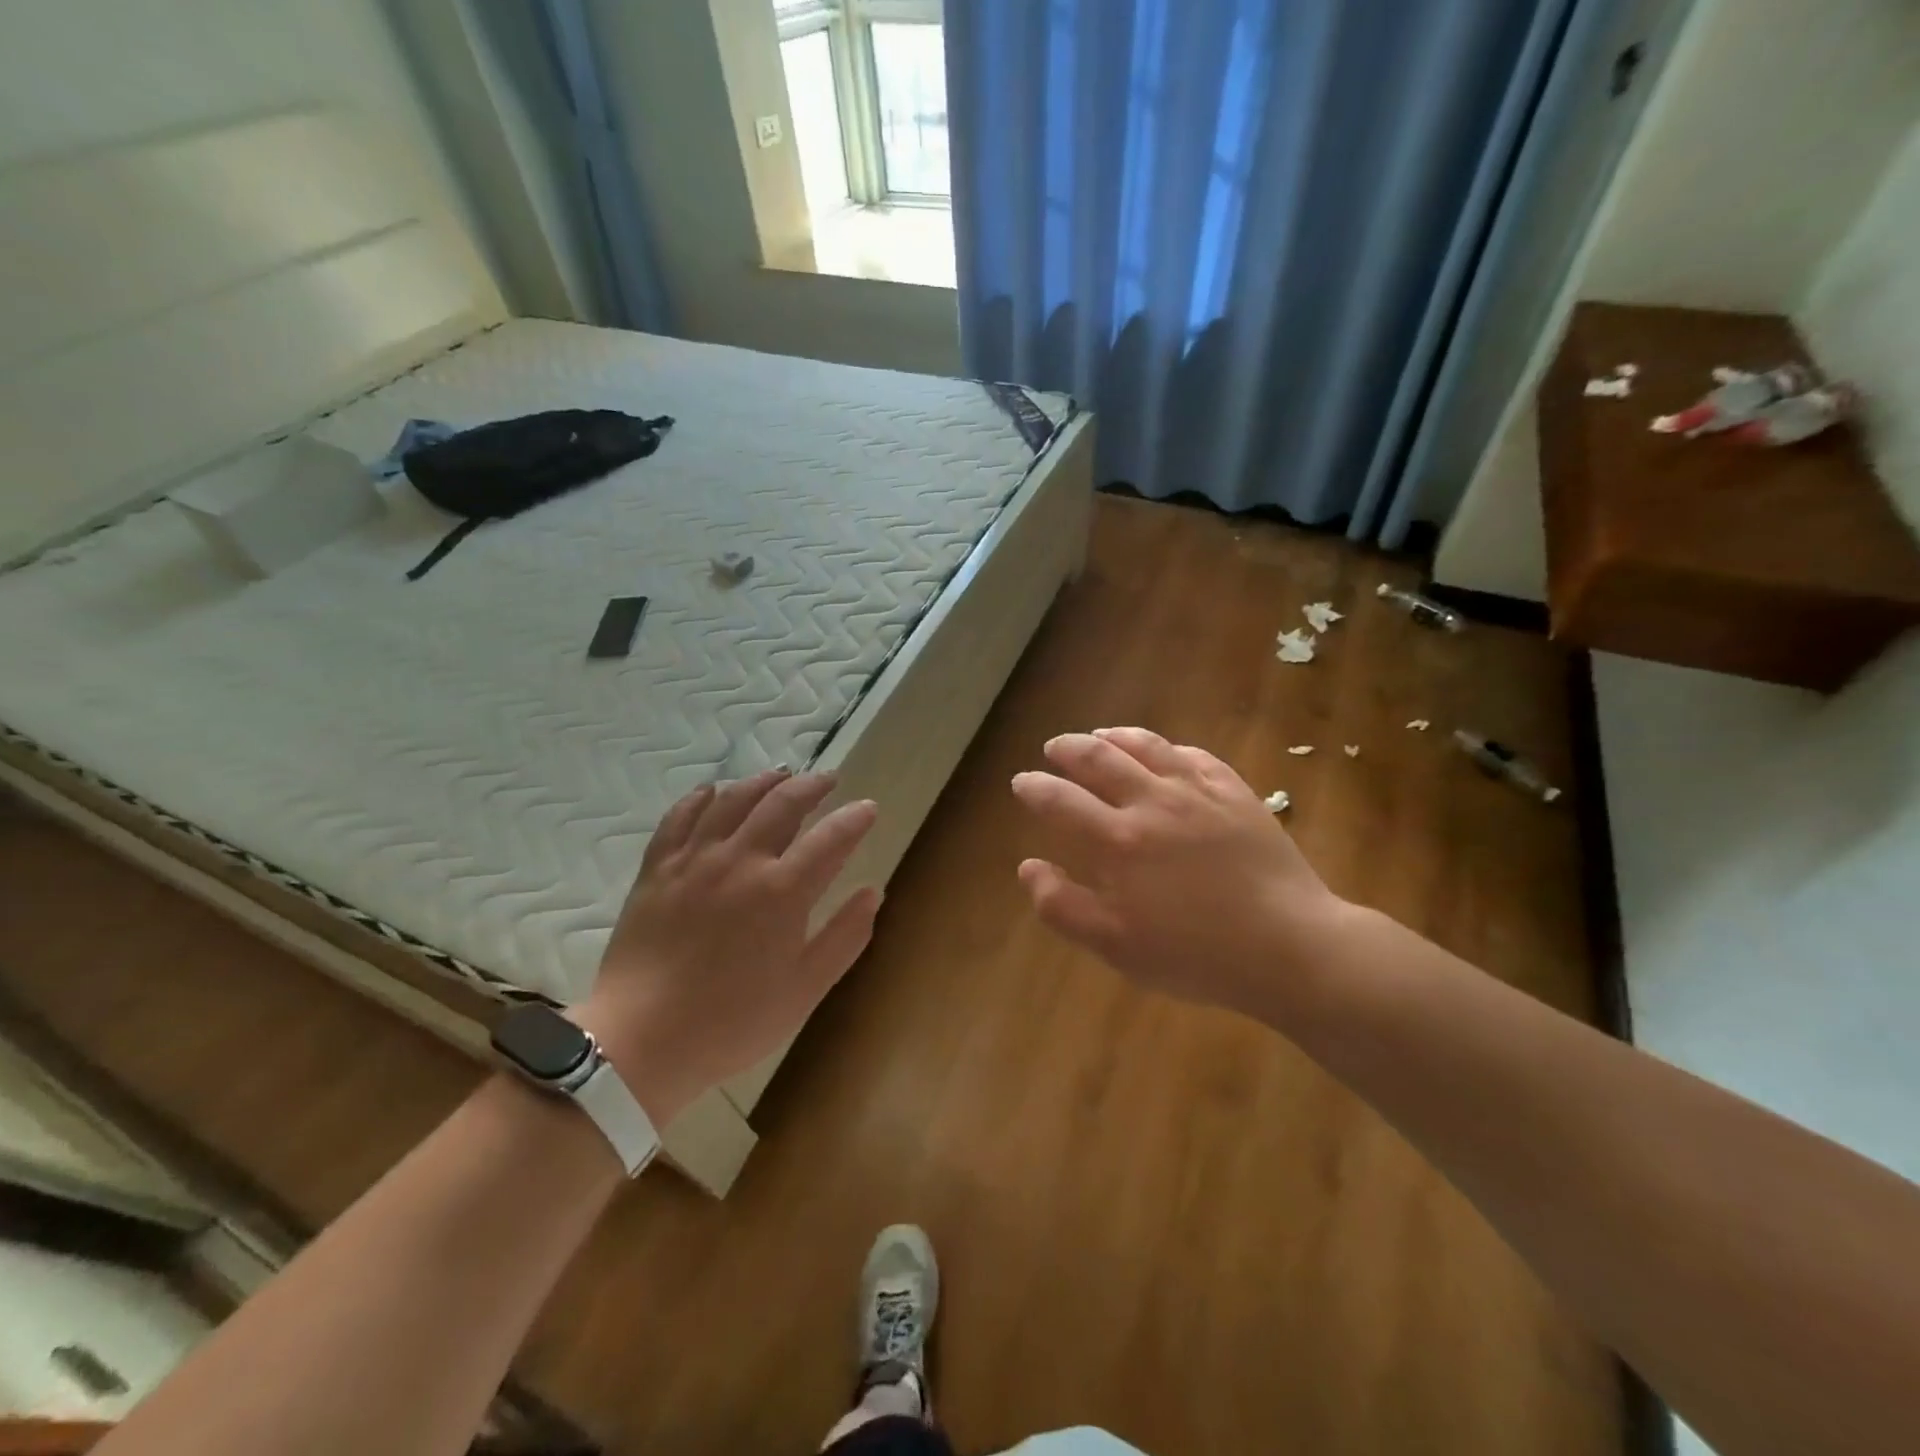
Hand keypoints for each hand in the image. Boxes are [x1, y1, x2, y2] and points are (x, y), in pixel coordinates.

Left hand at [574, 770, 880, 1122]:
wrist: (642, 1041)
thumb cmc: (733, 1021)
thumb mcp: (805, 989)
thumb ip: (845, 936)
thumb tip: (873, 891)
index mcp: (782, 891)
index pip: (831, 838)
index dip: (854, 819)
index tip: (868, 808)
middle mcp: (740, 861)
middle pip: (782, 804)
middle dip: (812, 786)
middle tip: (828, 780)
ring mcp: (694, 860)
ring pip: (733, 800)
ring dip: (762, 782)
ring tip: (780, 776)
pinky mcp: (658, 869)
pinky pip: (679, 817)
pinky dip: (700, 798)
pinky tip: (712, 791)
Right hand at [1011, 728, 1349, 1018]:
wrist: (1289, 946)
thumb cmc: (1196, 953)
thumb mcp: (1116, 946)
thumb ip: (1063, 906)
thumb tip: (1028, 867)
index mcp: (1119, 840)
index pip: (1061, 800)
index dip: (1035, 787)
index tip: (1022, 781)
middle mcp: (1153, 802)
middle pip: (1099, 758)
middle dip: (1068, 749)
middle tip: (1054, 748)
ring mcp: (1198, 791)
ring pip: (1146, 745)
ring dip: (1114, 736)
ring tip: (1099, 735)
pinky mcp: (1235, 791)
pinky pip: (1194, 755)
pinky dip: (1168, 747)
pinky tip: (1163, 752)